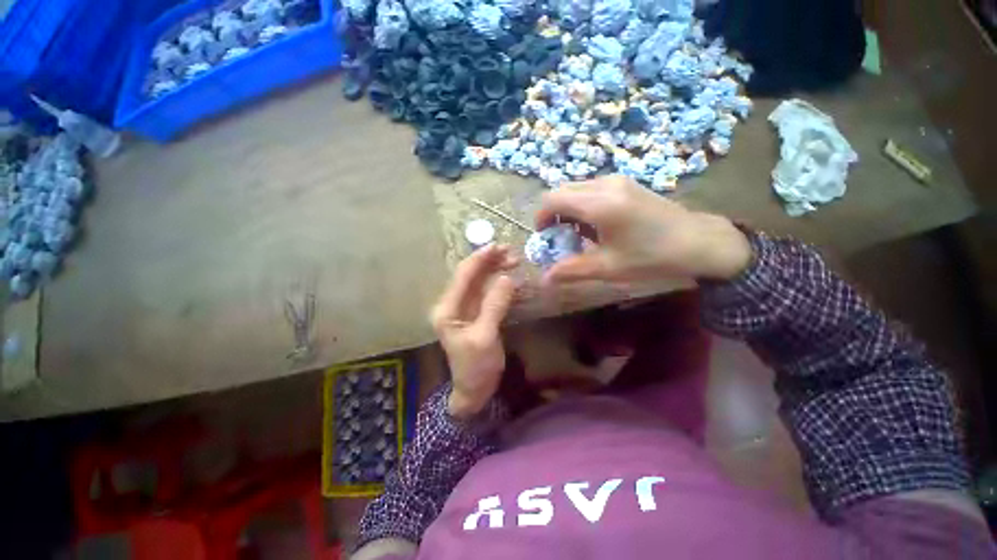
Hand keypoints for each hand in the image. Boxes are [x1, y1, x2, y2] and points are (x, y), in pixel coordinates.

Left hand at [430, 244, 517, 418]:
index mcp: (448, 309)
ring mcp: (465, 308)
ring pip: (480, 282)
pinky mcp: (477, 313)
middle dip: (490, 261)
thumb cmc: (475, 367)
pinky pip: (488, 292)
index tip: (498, 246)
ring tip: (514, 261)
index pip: (463, 276)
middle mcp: (453, 304)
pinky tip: (512, 278)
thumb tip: (507, 278)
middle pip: (471, 275)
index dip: (480, 259)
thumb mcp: (485, 336)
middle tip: (512, 253)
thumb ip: (494, 305)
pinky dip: (499, 283)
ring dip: (496, 270)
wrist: (474, 391)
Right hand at [536, 176, 752, 284]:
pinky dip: (582, 205)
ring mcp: (617, 180)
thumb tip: (544, 279)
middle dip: (552, 214)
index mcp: (599, 204)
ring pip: (576, 189)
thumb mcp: (608, 267)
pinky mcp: (625, 183)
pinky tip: (595, 225)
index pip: (553, 200)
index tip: (543, 237)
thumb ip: (571, 271)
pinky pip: (591, 189)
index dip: (541, 218)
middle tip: (558, 237)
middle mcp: (605, 185)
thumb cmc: (652, 257)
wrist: (700, 241)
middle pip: (562, 191)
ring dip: (567, 209)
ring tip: (577, 234)